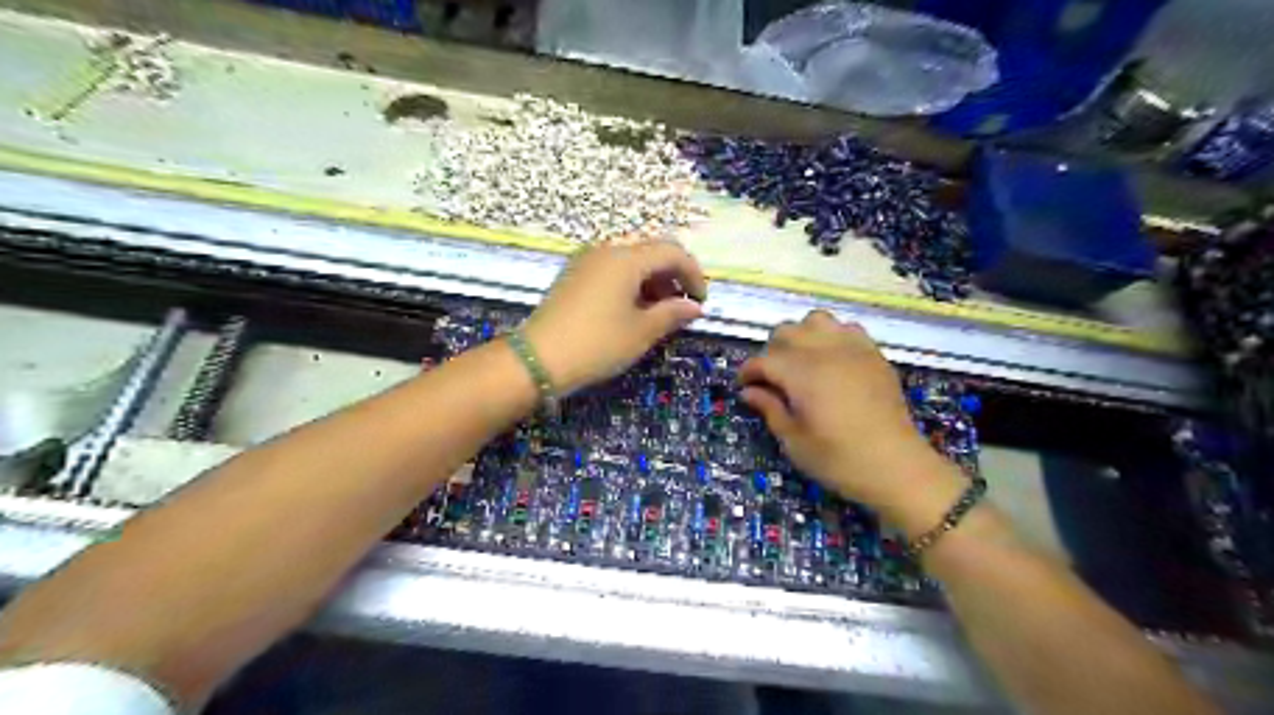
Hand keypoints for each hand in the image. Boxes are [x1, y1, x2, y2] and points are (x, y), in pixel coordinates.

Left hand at [525, 243, 706, 392]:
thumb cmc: (597, 344)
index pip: (672, 252)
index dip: (693, 274)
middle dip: (672, 276)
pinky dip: (630, 284)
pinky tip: (632, 309)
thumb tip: (695, 307)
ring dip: (652, 280)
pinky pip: (611, 270)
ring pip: (630, 261)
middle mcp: (606, 250)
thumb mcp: (641, 332)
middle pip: (651, 252)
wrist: (538, 359)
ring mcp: (586, 261)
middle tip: (682, 306)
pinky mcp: (573, 275)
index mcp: (626, 258)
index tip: (701, 301)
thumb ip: (672, 314)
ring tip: (659, 311)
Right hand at [744, 309, 961, 522]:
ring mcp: (853, 349)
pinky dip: (832, 337)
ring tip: (801, 362)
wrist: (896, 467)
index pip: (763, 360)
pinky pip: (847, 329)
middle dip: (772, 351)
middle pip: (787, 332)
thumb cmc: (839, 459)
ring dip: (802, 336)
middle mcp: (825, 351)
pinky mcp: (874, 355)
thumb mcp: (794, 441)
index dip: (748, 372)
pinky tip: (832, 360)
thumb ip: (770, 409)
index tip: (744, 386)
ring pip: (816, 321)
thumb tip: (749, 392)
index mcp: (801, 373)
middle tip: (771, 378)